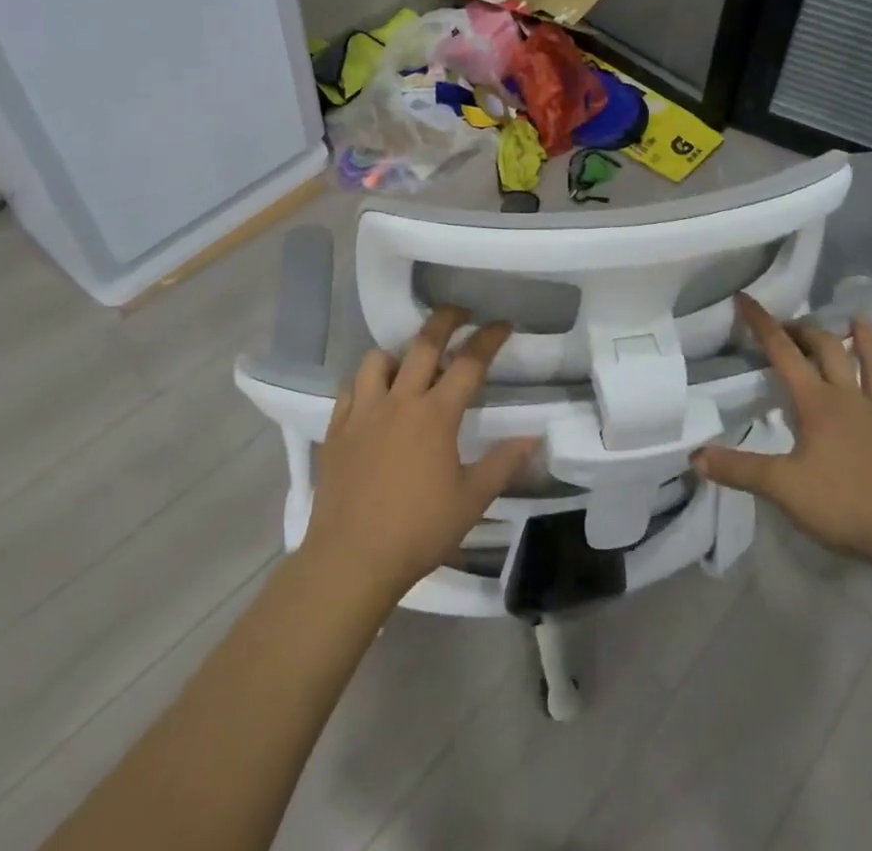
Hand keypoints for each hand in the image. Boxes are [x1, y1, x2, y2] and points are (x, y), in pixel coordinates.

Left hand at [300, 308, 534, 604]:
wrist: (351, 560)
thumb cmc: (418, 531)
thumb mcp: (471, 500)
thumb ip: (503, 464)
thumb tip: (534, 437)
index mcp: (436, 415)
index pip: (469, 363)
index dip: (489, 338)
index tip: (503, 324)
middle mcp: (400, 401)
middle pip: (423, 345)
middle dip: (445, 320)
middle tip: (459, 311)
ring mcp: (363, 413)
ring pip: (378, 360)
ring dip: (398, 353)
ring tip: (409, 362)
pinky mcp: (337, 430)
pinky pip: (350, 389)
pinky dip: (365, 383)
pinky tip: (373, 396)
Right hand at [694, 294, 871, 564]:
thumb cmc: (844, 503)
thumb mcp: (782, 487)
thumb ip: (739, 469)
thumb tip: (695, 456)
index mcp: (817, 402)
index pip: (783, 352)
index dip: (762, 323)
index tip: (745, 298)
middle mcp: (851, 399)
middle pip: (829, 350)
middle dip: (807, 331)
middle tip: (791, 325)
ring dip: (865, 342)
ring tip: (859, 320)